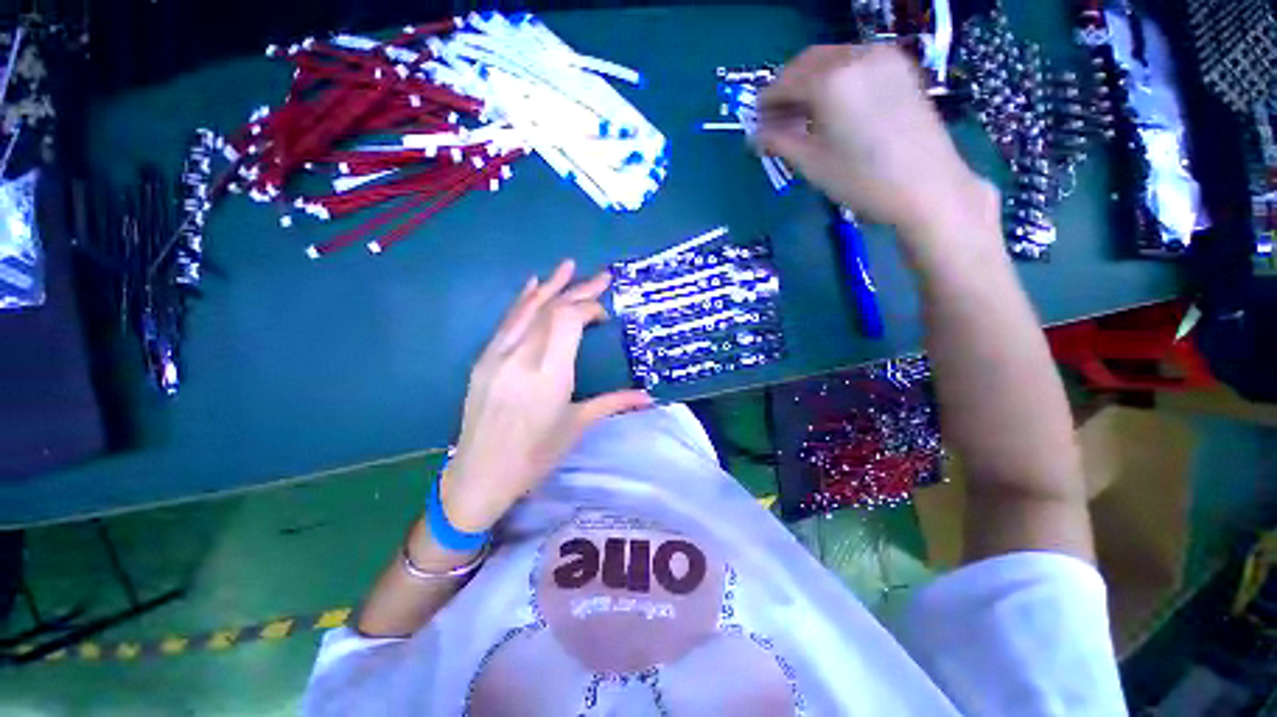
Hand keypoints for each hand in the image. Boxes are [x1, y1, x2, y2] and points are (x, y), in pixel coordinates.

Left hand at [438, 260, 652, 532]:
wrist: (480, 475)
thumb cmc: (535, 455)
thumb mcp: (577, 426)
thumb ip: (613, 402)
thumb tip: (649, 397)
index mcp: (548, 375)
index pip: (567, 320)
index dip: (588, 308)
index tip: (604, 317)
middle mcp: (521, 358)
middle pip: (551, 310)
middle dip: (578, 290)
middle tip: (602, 276)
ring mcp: (497, 356)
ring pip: (527, 309)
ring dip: (551, 285)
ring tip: (569, 266)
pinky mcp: (483, 359)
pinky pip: (507, 321)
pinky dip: (523, 300)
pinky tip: (533, 284)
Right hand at [756, 44, 996, 237]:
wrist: (927, 186)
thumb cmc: (862, 180)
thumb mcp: (812, 163)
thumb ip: (779, 141)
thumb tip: (755, 135)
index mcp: (830, 80)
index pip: (784, 82)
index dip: (765, 102)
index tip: (755, 122)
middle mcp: (855, 56)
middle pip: (808, 62)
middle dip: (787, 88)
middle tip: (776, 118)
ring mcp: (882, 57)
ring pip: (832, 59)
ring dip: (810, 82)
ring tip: (802, 116)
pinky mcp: (899, 67)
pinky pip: (855, 63)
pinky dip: (836, 79)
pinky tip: (831, 107)